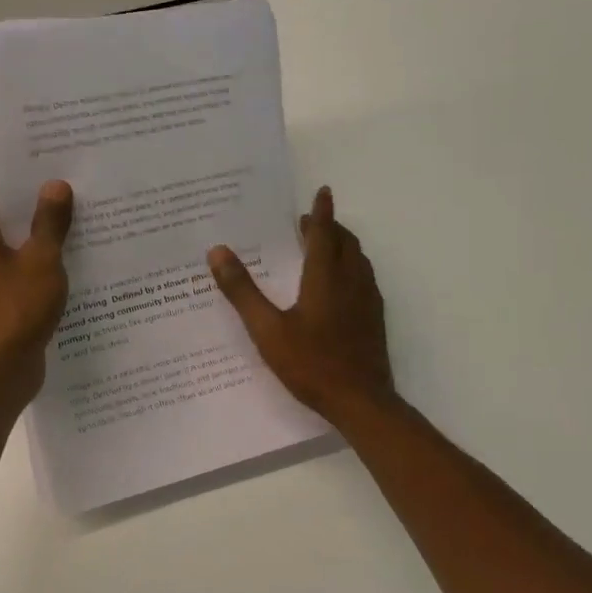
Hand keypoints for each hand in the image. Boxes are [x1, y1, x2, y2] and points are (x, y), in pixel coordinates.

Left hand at [0, 173, 73, 406]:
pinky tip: (72, 259)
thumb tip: (54, 184)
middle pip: (3, 215)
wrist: (0, 372)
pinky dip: (40, 263)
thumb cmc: (16, 310)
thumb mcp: (41, 260)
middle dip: (34, 201)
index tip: (47, 157)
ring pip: (14, 245)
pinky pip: (20, 271)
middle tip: (72, 182)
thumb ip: (49, 222)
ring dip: (40, 234)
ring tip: (79, 216)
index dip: (18, 171)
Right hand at [208, 186, 394, 422]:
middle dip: (330, 227)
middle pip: (346, 243)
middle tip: (309, 222)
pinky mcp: (375, 319)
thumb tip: (217, 251)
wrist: (361, 402)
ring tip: (323, 247)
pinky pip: (364, 279)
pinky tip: (338, 285)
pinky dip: (350, 267)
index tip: (322, 191)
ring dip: (342, 246)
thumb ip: (242, 291)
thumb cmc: (311, 363)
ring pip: (358, 260)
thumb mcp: (266, 329)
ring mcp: (368, 301)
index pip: (325, 234)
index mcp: (325, 278)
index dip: (322, 211)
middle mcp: (351, 282)